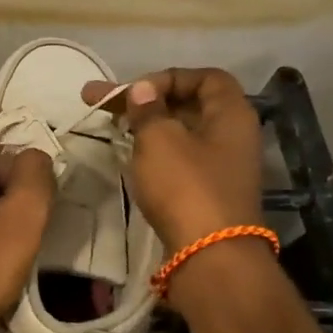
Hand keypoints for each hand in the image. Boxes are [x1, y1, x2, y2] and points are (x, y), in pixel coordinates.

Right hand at [81, 68, 262, 250]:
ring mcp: (220, 167)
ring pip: (180, 134)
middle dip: (145, 101)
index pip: (205, 77)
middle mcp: (232, 136)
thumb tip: (144, 89)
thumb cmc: (186, 187)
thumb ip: (149, 110)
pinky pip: (179, 160)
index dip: (168, 77)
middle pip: (188, 105)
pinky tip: (128, 156)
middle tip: (101, 102)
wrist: (208, 255)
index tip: (135, 91)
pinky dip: (153, 152)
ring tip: (109, 127)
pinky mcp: (206, 192)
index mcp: (231, 114)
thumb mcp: (160, 139)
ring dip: (146, 126)